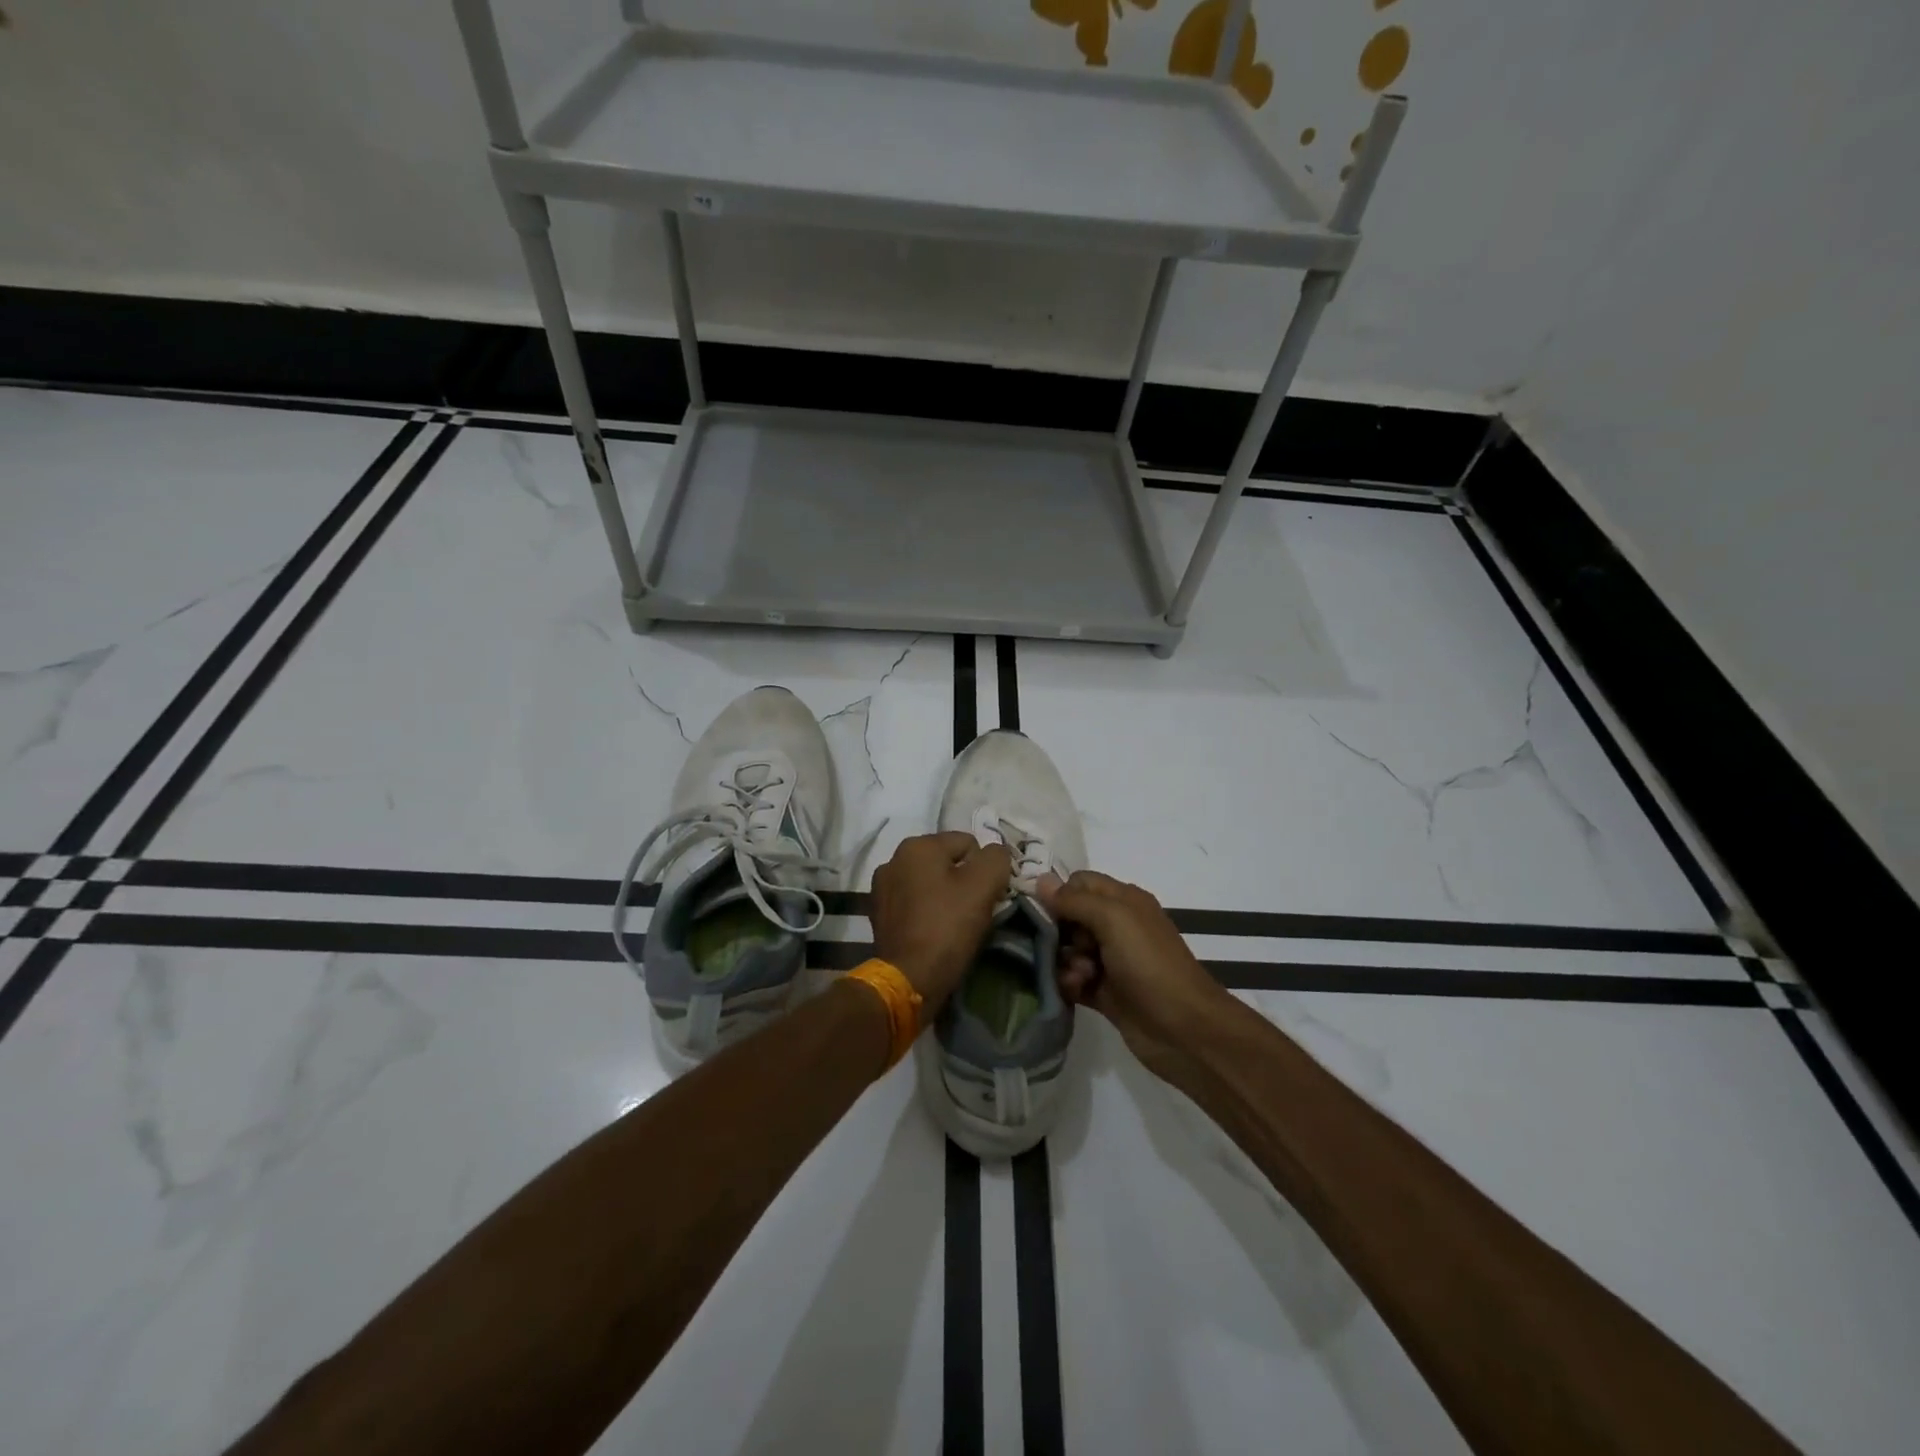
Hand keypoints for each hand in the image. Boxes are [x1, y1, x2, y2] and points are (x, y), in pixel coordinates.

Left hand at [869, 832, 1012, 1010]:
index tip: (988, 896)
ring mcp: (882, 887)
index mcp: (917, 845)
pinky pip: (915, 902)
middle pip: (947, 862)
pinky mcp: (879, 914)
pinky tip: (935, 932)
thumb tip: (996, 853)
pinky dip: (927, 911)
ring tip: (954, 923)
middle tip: (974, 910)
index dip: (985, 868)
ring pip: (930, 883)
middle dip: (964, 881)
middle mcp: (894, 859)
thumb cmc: (947, 927)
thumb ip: (996, 858)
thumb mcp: (983, 886)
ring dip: (944, 896)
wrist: (909, 979)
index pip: (968, 843)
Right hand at [1037, 871, 1228, 1077]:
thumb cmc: (1149, 964)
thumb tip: (1040, 881)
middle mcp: (1117, 926)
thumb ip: (1075, 900)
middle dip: (1057, 931)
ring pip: (1069, 950)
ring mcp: (1111, 961)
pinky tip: (1074, 990)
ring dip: (1063, 960)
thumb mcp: (1113, 920)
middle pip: (1070, 917)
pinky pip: (1074, 979)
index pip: (1080, 883)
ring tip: (1076, 975)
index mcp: (1123, 901)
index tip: (1041, 911)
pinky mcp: (1105, 992)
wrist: (1183, 1029)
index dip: (1059, 893)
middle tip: (1058, 946)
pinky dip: (1069, 983)